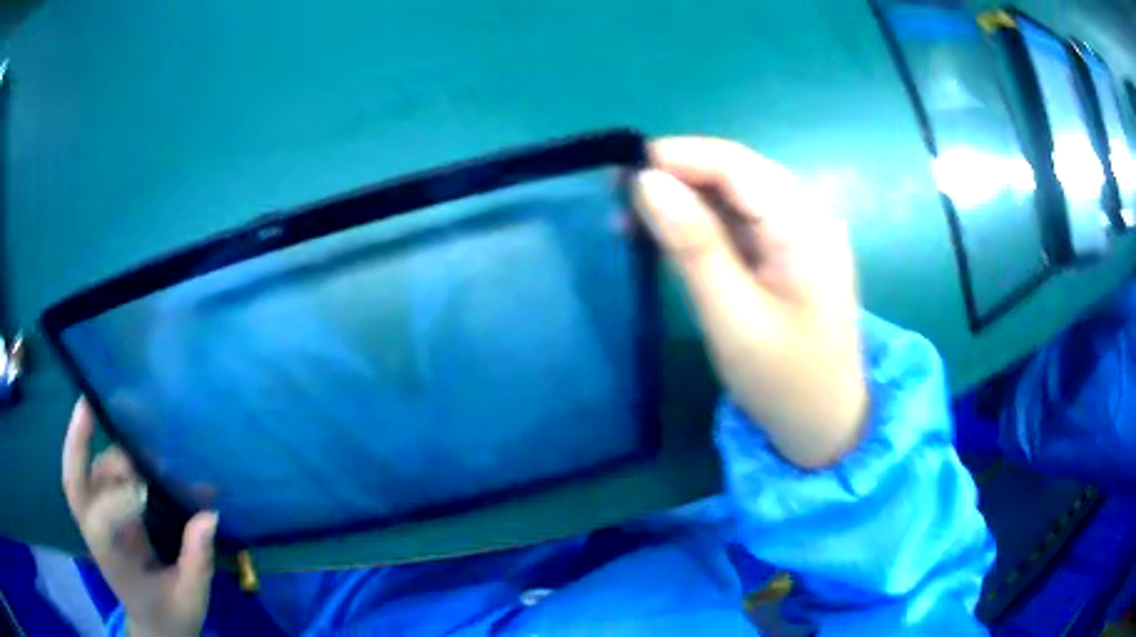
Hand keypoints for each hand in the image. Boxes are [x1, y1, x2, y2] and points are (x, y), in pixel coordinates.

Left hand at [62, 398, 217, 636]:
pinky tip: (129, 445)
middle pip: (73, 484)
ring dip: (106, 449)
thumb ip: (197, 562)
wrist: (156, 625)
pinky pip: (98, 475)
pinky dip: (108, 454)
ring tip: (135, 436)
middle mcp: (97, 534)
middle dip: (76, 443)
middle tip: (88, 403)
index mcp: (113, 562)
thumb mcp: (191, 599)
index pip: (100, 525)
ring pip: (88, 472)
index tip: (148, 493)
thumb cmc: (171, 615)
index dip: (116, 502)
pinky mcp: (106, 510)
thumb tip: (209, 515)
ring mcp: (98, 518)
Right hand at [635, 137, 866, 467]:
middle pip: (735, 174)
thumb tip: (646, 181)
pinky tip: (665, 236)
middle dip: (676, 177)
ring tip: (629, 217)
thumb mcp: (734, 318)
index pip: (737, 165)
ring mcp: (797, 235)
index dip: (678, 156)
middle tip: (616, 197)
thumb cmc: (785, 381)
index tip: (621, 170)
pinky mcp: (785, 254)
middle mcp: (806, 216)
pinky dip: (699, 225)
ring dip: (683, 200)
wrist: (823, 427)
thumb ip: (693, 245)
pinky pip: (737, 223)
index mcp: (805, 226)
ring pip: (732, 196)